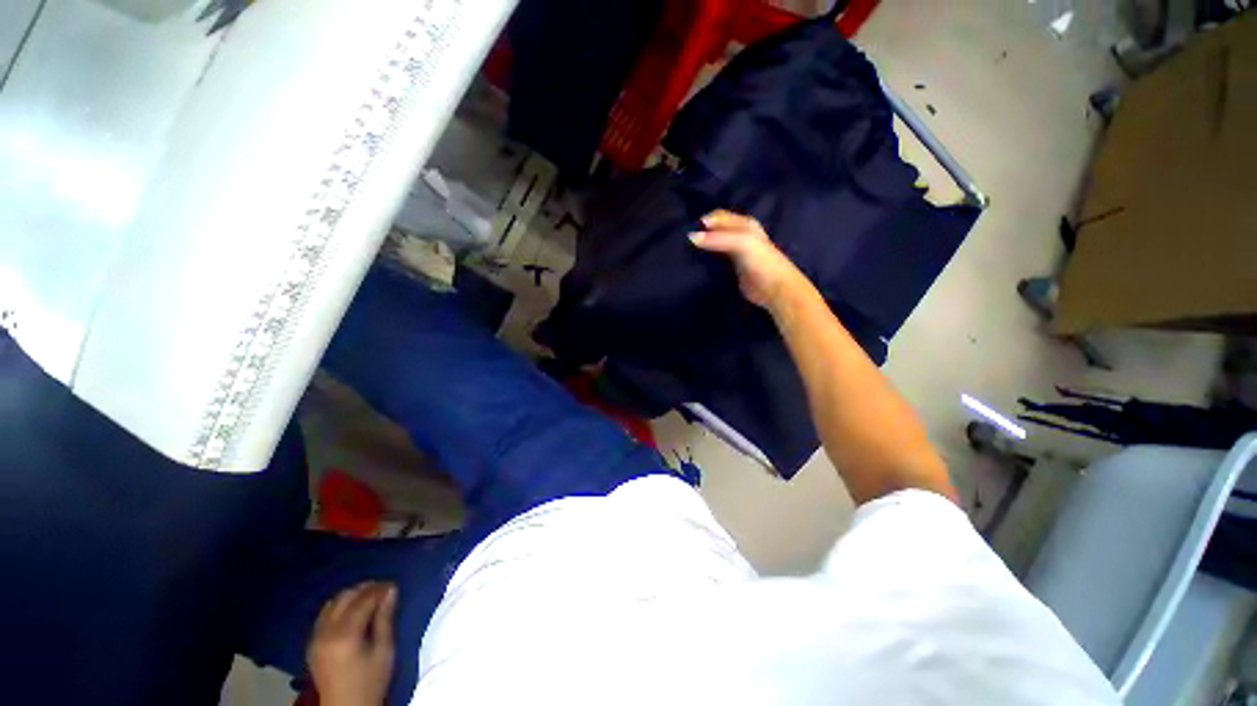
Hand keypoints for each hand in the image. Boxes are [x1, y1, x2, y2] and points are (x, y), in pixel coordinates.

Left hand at [307, 582, 397, 705]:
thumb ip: (385, 618)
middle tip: (383, 588)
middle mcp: (326, 632)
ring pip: (332, 603)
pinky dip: (339, 606)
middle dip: (365, 588)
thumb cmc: (371, 680)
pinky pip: (324, 615)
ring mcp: (315, 638)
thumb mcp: (384, 650)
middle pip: (345, 597)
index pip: (363, 600)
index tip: (394, 585)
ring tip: (369, 597)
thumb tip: (391, 590)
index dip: (380, 589)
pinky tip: (352, 610)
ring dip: (351, 596)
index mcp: (345, 635)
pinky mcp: (312, 643)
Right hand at [689, 210, 804, 309]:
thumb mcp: (741, 243)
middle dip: (701, 233)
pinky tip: (695, 263)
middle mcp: (739, 235)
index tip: (686, 231)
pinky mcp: (731, 268)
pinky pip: (715, 259)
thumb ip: (716, 239)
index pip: (718, 217)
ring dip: (702, 247)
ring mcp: (735, 252)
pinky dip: (705, 259)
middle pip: (715, 230)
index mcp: (744, 224)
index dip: (703, 221)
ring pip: (714, 244)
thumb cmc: (761, 261)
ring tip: (685, 252)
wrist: (774, 289)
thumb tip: (690, 237)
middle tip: (682, 242)